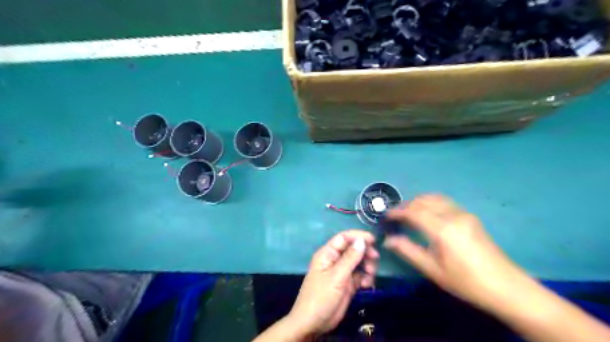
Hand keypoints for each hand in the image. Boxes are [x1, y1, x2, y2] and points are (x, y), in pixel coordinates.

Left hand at [288, 230, 379, 336]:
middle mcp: (335, 260)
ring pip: (359, 262)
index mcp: (328, 254)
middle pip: (353, 249)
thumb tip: (362, 240)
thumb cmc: (321, 296)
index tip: (373, 240)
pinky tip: (367, 285)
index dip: (358, 236)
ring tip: (370, 275)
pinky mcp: (348, 284)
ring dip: (368, 266)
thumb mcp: (336, 276)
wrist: (313, 324)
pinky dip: (366, 278)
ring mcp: (342, 272)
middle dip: (365, 252)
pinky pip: (361, 275)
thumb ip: (350, 258)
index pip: (343, 238)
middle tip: (375, 258)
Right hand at [382, 195, 527, 309]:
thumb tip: (388, 240)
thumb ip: (408, 251)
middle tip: (395, 216)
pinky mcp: (471, 217)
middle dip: (407, 205)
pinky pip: (445, 203)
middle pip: (424, 201)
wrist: (507, 288)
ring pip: (435, 198)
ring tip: (408, 214)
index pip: (414, 212)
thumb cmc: (466, 282)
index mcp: (442, 229)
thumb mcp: (433, 270)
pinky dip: (431, 203)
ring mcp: (464, 214)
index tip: (386, 216)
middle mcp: (453, 215)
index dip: (397, 212)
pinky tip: (427, 215)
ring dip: (419, 202)